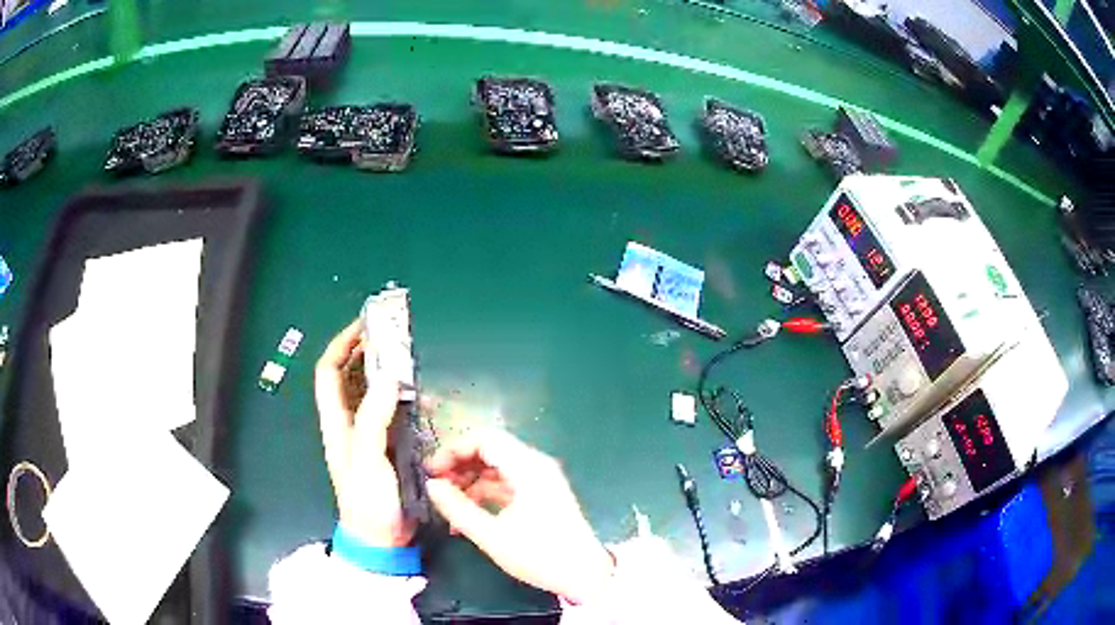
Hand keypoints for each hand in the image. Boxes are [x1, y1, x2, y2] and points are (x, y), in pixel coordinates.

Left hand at [315, 319, 413, 546]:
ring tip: (409, 361)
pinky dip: (405, 400)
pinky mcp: (389, 447)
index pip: (329, 372)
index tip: (364, 326)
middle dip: (367, 353)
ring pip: (373, 393)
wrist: (382, 539)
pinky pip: (394, 414)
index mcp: (336, 423)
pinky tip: (422, 399)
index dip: (342, 345)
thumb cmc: (368, 502)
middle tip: (393, 337)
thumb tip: (388, 377)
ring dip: (387, 375)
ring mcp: (369, 435)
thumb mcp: (367, 459)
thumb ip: (374, 419)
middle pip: (351, 377)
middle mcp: (350, 424)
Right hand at [424, 431, 615, 601]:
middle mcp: (536, 466)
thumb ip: (458, 508)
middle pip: (491, 451)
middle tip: (436, 486)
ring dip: (471, 481)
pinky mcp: (542, 495)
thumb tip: (432, 485)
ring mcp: (541, 480)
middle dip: (460, 465)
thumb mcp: (492, 535)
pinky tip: (468, 516)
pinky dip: (486, 494)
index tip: (431, 471)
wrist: (585, 575)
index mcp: (528, 468)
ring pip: (497, 468)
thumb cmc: (540, 555)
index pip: (484, 439)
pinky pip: (508, 484)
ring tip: (448, 504)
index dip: (453, 450)